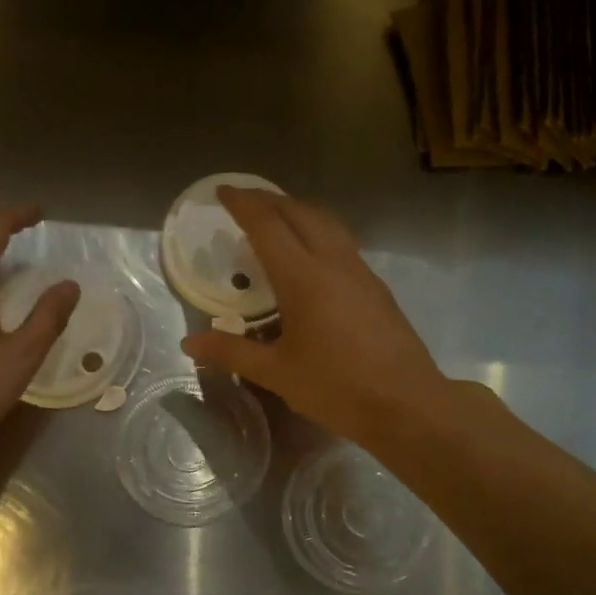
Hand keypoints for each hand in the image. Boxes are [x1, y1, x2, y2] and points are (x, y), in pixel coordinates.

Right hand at [180, 187, 454, 444]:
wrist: (406, 404)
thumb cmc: (336, 388)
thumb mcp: (277, 373)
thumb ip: (232, 352)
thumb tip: (189, 343)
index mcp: (304, 279)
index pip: (268, 226)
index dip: (243, 204)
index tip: (222, 191)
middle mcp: (334, 263)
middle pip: (300, 213)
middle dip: (269, 200)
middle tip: (244, 201)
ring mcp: (360, 272)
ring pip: (327, 224)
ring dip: (297, 212)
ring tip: (275, 220)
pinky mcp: (376, 288)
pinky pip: (341, 243)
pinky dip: (317, 233)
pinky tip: (309, 257)